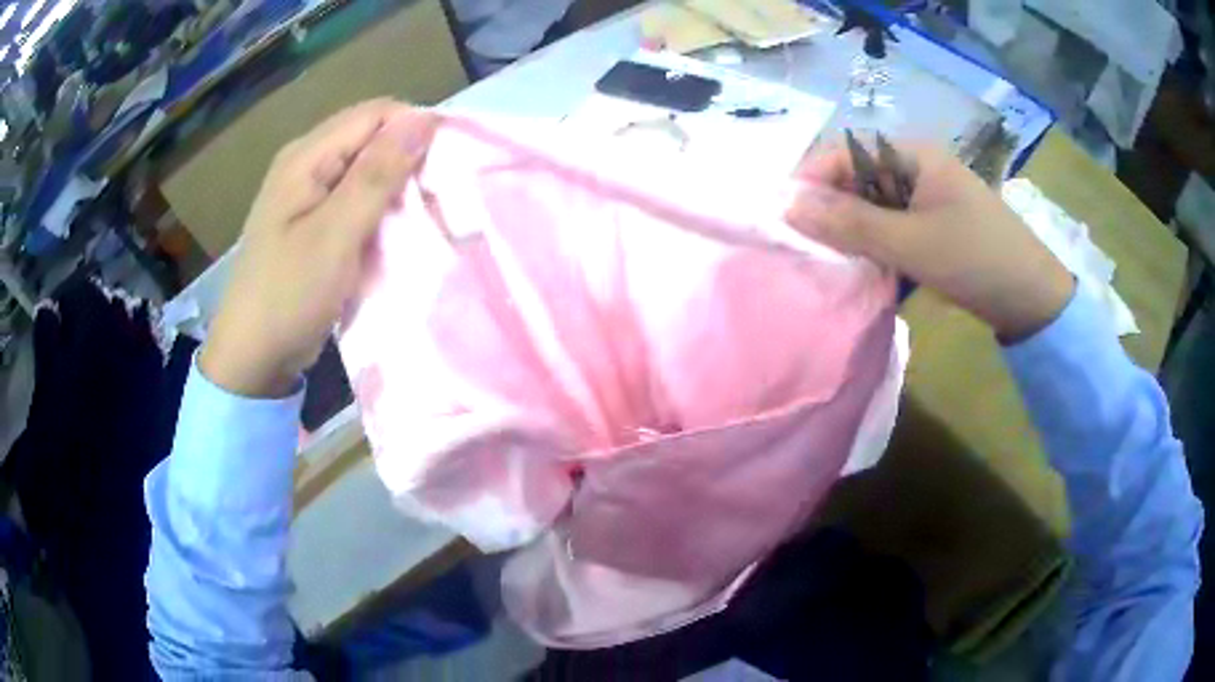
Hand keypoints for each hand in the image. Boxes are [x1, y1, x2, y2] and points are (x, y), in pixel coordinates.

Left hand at [200, 100, 438, 396]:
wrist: (253, 358)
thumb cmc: (288, 297)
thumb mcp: (335, 236)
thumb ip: (377, 175)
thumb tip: (423, 117)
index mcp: (306, 157)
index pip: (376, 114)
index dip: (415, 130)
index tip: (447, 167)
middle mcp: (307, 165)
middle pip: (372, 139)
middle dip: (409, 161)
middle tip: (437, 199)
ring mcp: (309, 195)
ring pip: (368, 171)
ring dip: (398, 189)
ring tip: (423, 218)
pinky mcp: (315, 223)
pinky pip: (357, 200)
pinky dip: (382, 211)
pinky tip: (396, 234)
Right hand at [786, 142, 1074, 340]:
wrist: (1033, 298)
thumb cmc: (976, 260)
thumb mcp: (911, 243)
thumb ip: (850, 224)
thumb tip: (786, 205)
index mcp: (913, 154)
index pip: (846, 152)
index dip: (812, 179)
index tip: (786, 217)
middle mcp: (917, 167)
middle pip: (858, 178)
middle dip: (832, 209)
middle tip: (810, 247)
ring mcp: (927, 197)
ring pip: (873, 206)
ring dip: (854, 232)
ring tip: (835, 262)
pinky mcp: (934, 224)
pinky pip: (893, 226)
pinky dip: (877, 246)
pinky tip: (869, 269)